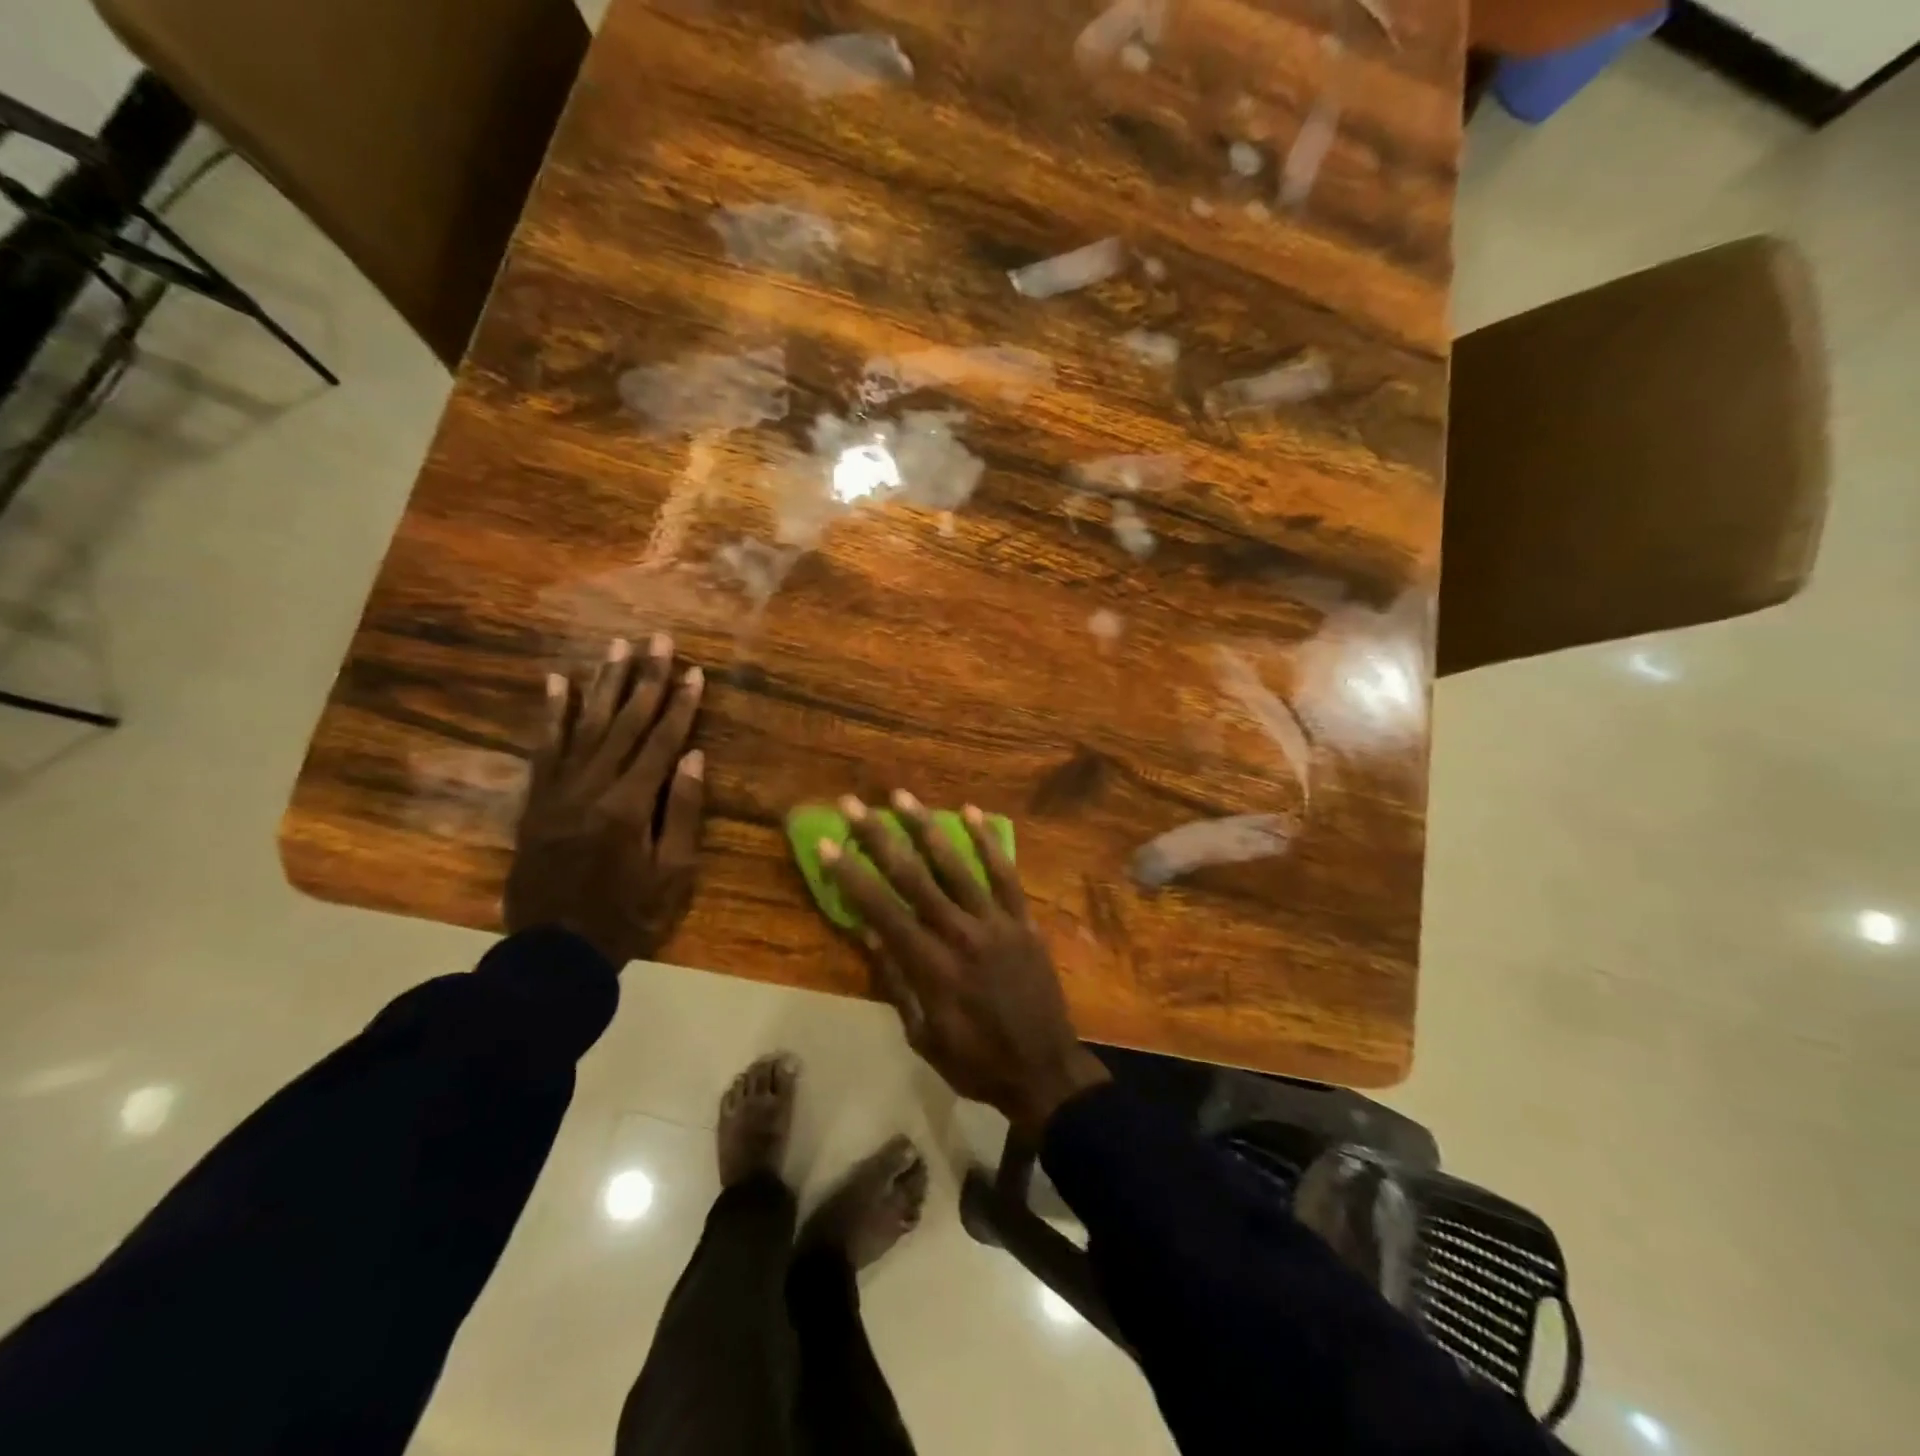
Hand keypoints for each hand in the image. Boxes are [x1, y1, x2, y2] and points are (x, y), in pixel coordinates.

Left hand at [504, 634, 705, 966]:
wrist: (553, 951)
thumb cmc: (627, 917)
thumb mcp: (672, 875)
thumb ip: (684, 813)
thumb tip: (694, 757)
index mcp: (630, 806)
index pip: (661, 742)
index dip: (680, 704)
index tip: (694, 671)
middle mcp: (592, 787)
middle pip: (625, 723)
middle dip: (646, 679)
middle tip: (658, 639)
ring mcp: (559, 790)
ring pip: (585, 724)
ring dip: (604, 683)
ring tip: (617, 646)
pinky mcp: (536, 800)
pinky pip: (545, 747)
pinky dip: (552, 713)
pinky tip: (557, 681)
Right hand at [823, 792, 1109, 1136]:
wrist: (1045, 1071)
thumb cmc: (976, 1062)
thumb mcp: (923, 1036)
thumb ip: (897, 983)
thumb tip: (870, 934)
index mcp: (931, 967)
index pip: (882, 911)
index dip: (851, 876)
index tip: (828, 844)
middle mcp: (961, 934)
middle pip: (913, 877)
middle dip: (879, 837)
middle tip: (854, 804)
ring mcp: (997, 923)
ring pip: (956, 866)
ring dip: (926, 828)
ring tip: (902, 796)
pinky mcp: (1024, 920)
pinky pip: (1005, 874)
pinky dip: (987, 842)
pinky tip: (971, 812)